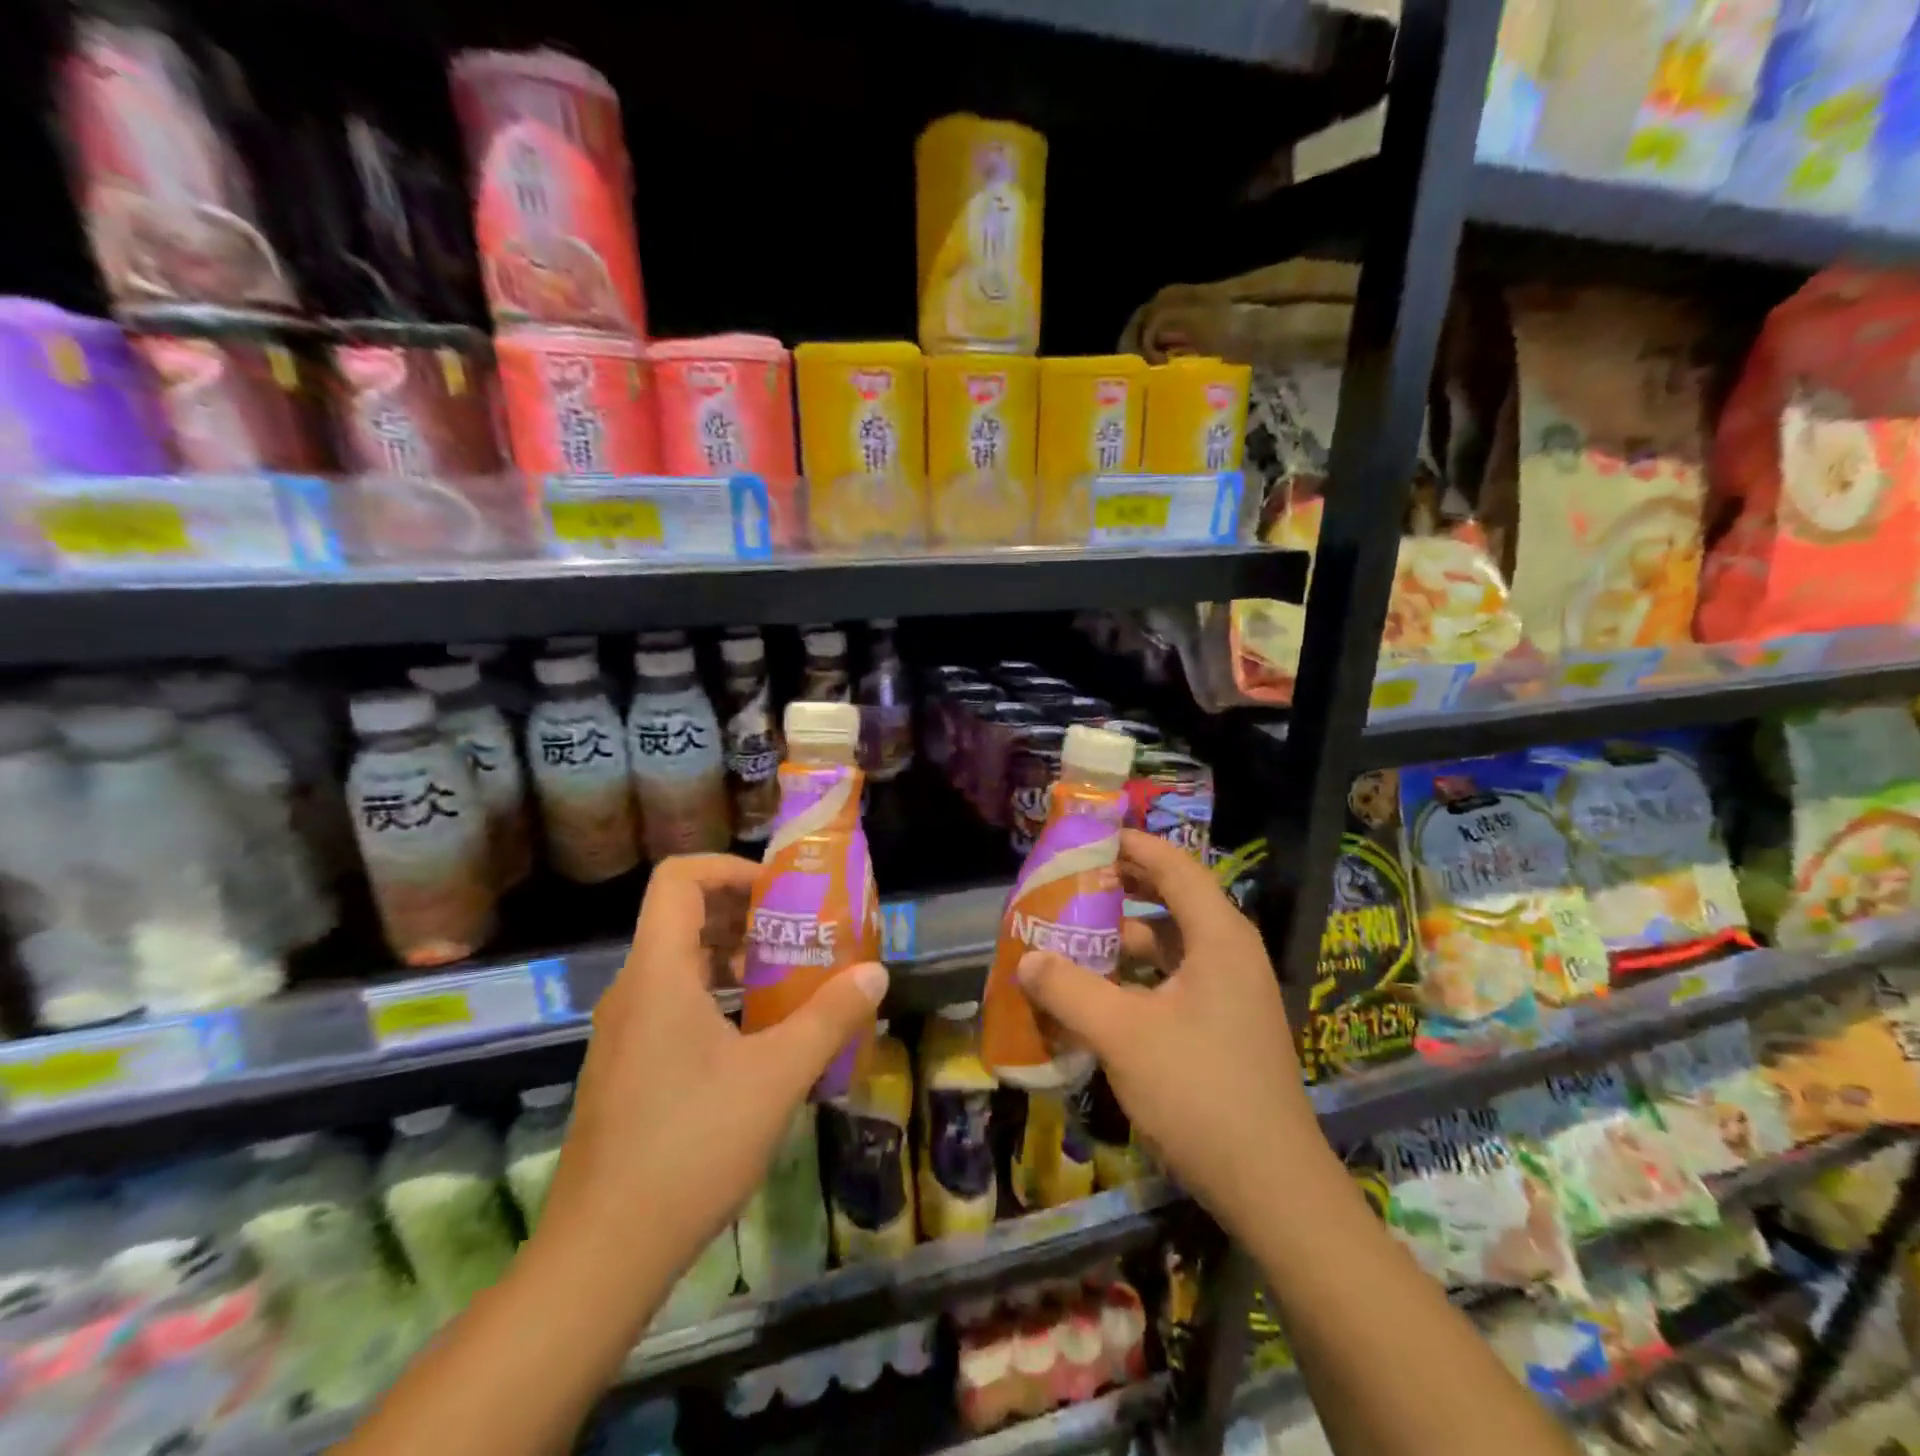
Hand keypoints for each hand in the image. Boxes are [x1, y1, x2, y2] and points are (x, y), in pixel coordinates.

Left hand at [535, 855, 887, 1320]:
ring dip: (733, 956)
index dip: (730, 868)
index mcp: (658, 973)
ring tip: (788, 978)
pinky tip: (756, 1036)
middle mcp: (632, 990)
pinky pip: (671, 1003)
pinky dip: (716, 995)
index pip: (679, 878)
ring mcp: (623, 1032)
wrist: (601, 1256)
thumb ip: (830, 1017)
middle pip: (682, 916)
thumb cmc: (690, 1147)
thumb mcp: (776, 1076)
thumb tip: (875, 973)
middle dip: (745, 913)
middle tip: (799, 932)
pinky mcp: (625, 1068)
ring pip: (678, 963)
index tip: (780, 892)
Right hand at [1015, 830, 1332, 1235]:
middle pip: (1171, 898)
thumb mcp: (1123, 1035)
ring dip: (1123, 937)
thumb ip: (1068, 990)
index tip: (1084, 837)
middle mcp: (1230, 952)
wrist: (1272, 1187)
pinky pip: (1174, 978)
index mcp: (1218, 936)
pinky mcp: (1225, 1024)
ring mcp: (1231, 991)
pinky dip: (1136, 974)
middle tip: (1069, 884)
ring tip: (1071, 937)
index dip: (1130, 844)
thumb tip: (1026, 958)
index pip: (1173, 865)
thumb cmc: (1200, 1092)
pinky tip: (1097, 992)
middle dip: (1120, 888)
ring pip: (1170, 943)